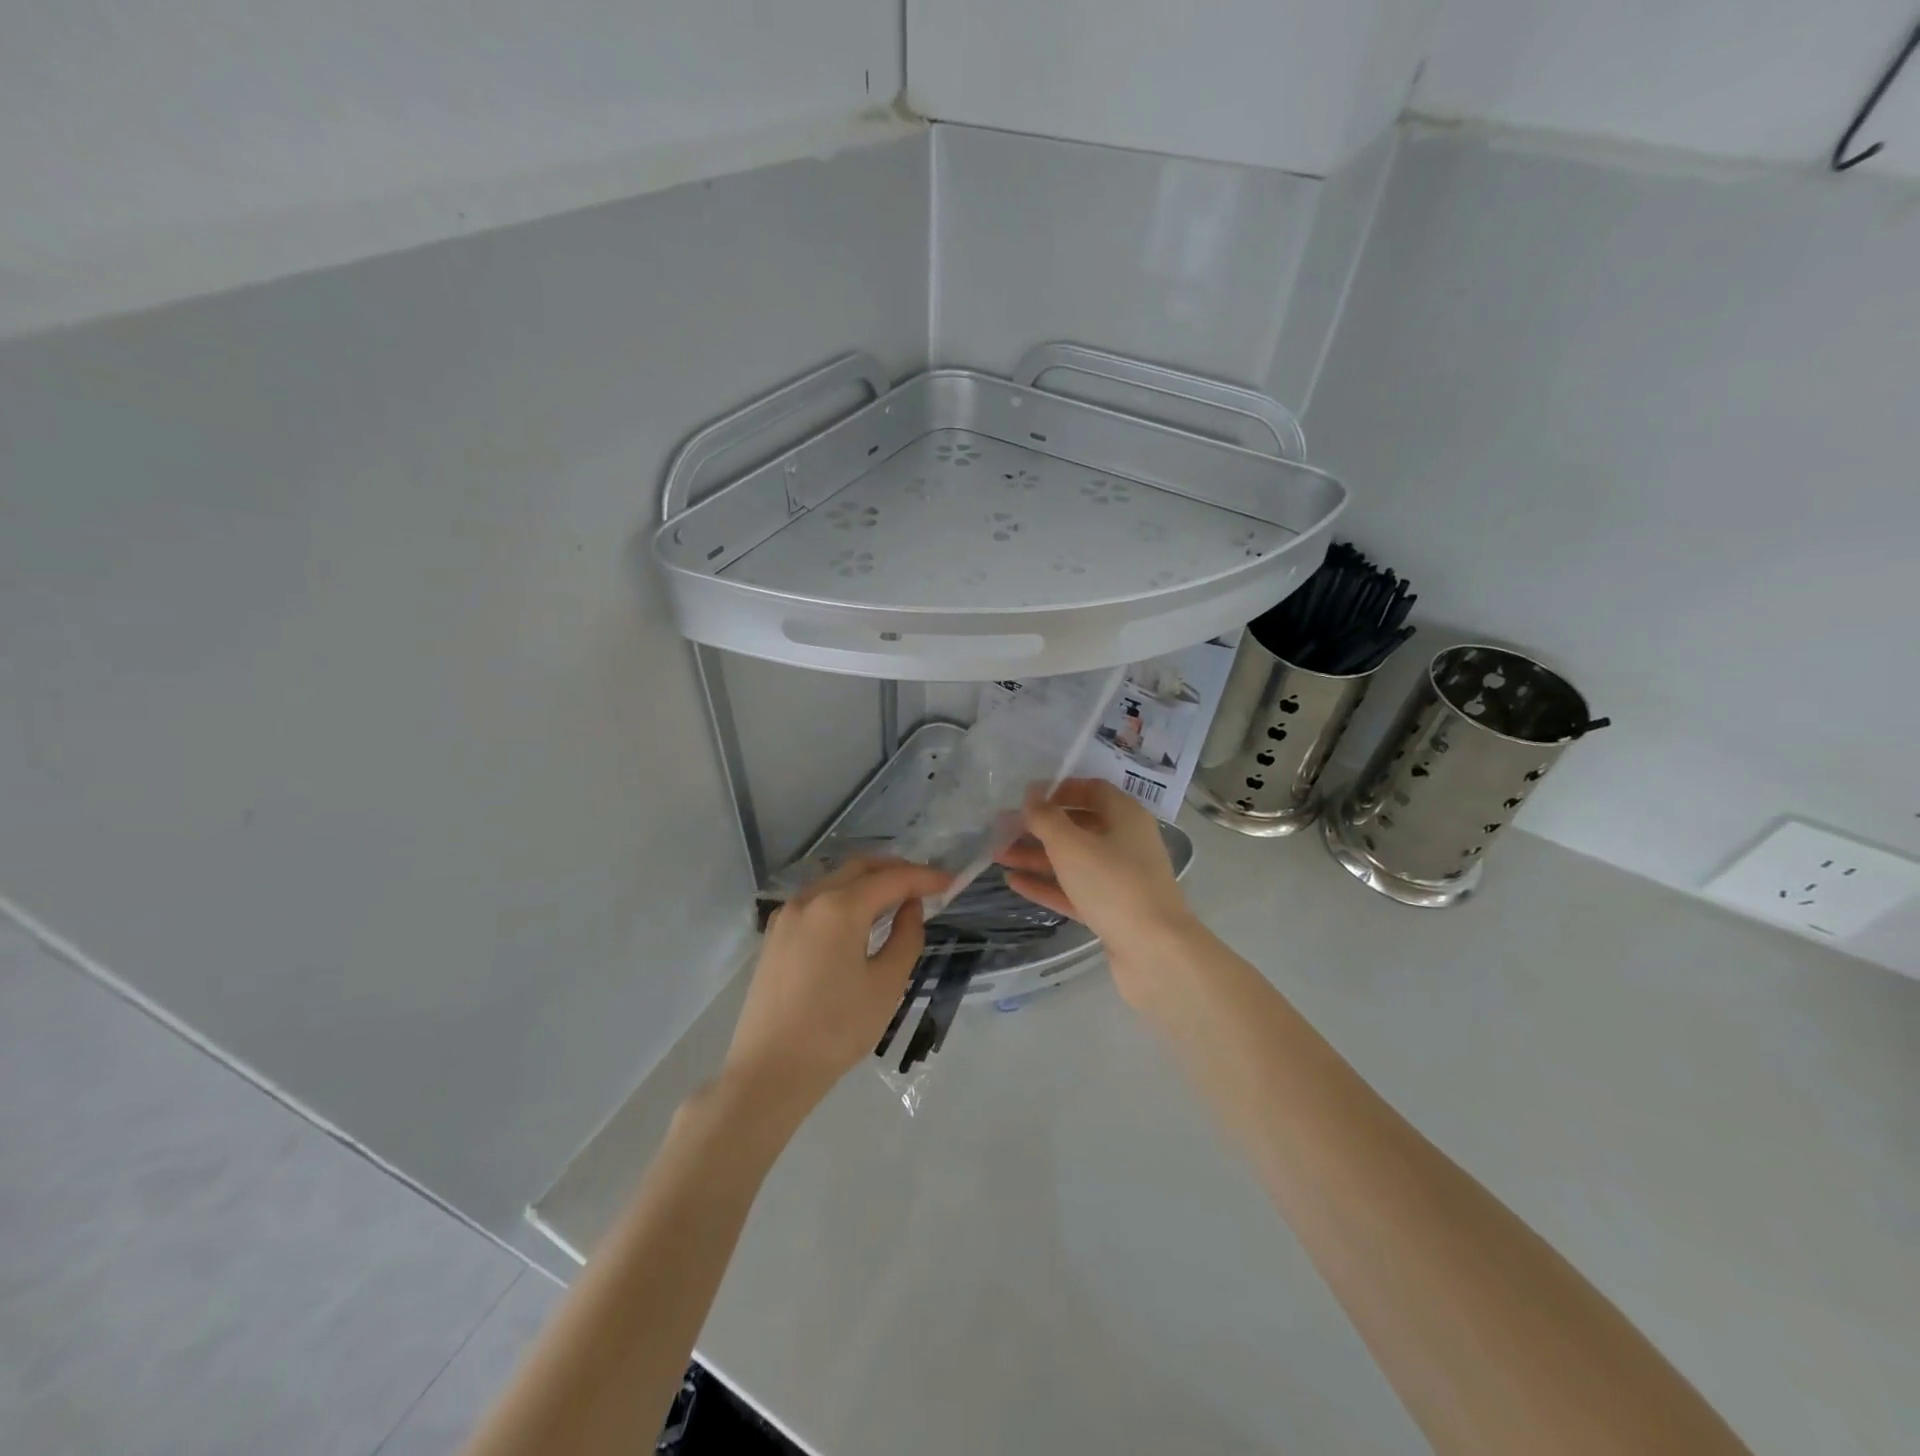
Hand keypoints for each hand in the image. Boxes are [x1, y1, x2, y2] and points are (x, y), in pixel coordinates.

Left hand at [720, 857, 951, 1114]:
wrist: (770, 1070)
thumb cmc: (836, 1029)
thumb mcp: (886, 984)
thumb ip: (907, 937)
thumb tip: (910, 907)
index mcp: (839, 907)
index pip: (891, 879)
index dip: (924, 877)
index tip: (951, 882)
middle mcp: (810, 899)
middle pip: (860, 868)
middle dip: (895, 870)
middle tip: (925, 884)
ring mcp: (787, 914)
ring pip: (835, 880)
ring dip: (868, 882)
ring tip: (896, 899)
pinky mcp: (775, 934)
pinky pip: (816, 900)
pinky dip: (844, 898)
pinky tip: (858, 919)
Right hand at [995, 779, 1204, 1006]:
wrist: (1154, 952)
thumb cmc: (1113, 884)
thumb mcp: (1072, 845)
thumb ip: (1046, 818)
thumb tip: (1032, 795)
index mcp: (1125, 816)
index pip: (1092, 790)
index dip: (1059, 789)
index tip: (1027, 797)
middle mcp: (1126, 842)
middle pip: (1079, 826)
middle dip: (1040, 827)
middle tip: (1003, 828)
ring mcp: (1120, 879)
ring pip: (1073, 860)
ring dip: (1037, 856)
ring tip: (999, 855)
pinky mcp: (1112, 910)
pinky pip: (1074, 890)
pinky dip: (1047, 885)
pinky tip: (1014, 882)